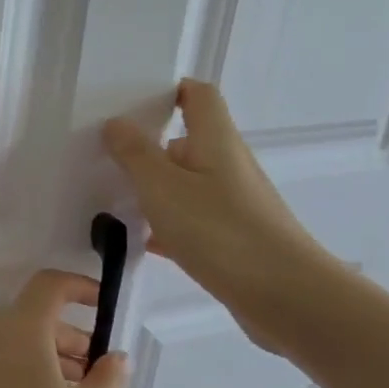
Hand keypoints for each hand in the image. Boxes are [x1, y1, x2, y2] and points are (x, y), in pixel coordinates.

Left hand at [0, 270, 130, 387]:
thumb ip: (110, 378)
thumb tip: (114, 357)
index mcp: (19, 330)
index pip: (49, 285)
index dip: (81, 287)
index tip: (107, 308)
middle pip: (38, 317)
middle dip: (76, 336)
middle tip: (104, 375)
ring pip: (24, 343)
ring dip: (58, 358)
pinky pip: (9, 364)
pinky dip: (36, 372)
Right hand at [102, 79, 330, 351]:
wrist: (284, 296)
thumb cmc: (220, 231)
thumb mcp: (163, 188)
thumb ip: (135, 154)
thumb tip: (116, 122)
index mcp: (215, 142)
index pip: (197, 96)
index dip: (169, 91)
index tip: (129, 103)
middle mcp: (227, 166)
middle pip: (186, 141)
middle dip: (147, 146)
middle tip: (104, 155)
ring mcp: (232, 203)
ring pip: (184, 184)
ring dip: (152, 188)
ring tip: (111, 197)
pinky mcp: (231, 238)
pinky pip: (190, 221)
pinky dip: (164, 224)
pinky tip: (138, 240)